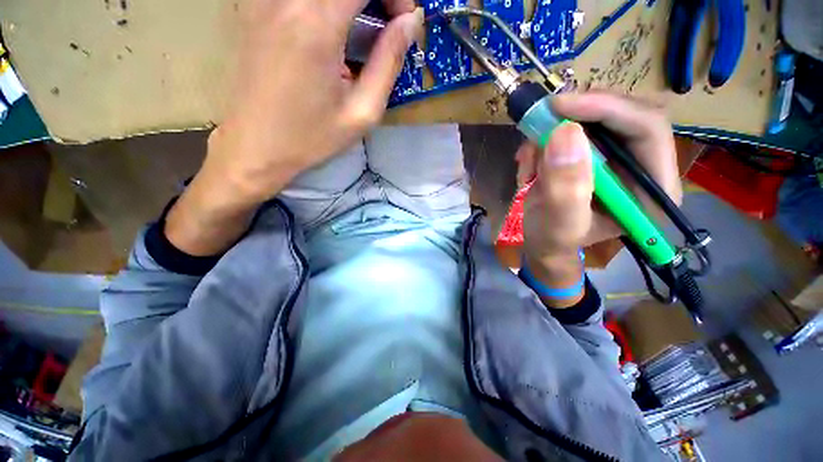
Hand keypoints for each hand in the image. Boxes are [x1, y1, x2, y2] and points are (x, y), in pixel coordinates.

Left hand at [201, 0, 422, 204]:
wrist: (255, 147)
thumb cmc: (311, 137)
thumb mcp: (361, 112)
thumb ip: (389, 63)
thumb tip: (410, 23)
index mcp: (317, 23)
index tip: (403, 23)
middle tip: (386, 23)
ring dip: (350, 2)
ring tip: (361, 27)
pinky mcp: (253, 8)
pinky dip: (325, 6)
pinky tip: (331, 28)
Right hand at [517, 92, 681, 257]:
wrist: (543, 241)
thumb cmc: (553, 240)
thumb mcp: (559, 223)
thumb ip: (565, 186)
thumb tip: (564, 133)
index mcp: (653, 188)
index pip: (648, 128)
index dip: (607, 109)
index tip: (560, 106)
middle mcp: (644, 165)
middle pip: (624, 113)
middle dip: (577, 117)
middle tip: (539, 124)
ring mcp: (619, 156)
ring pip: (594, 117)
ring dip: (554, 132)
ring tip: (529, 163)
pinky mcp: (596, 152)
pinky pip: (573, 128)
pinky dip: (546, 140)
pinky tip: (531, 164)